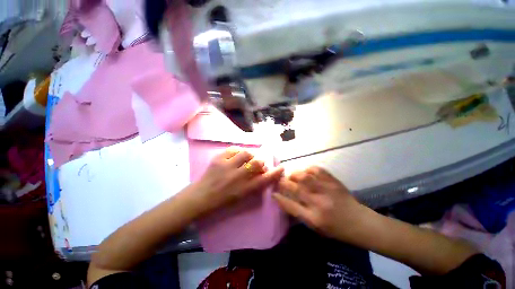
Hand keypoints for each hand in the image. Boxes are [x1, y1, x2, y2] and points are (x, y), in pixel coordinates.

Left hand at [193, 147, 283, 215]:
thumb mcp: (242, 197)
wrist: (201, 196)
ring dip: (249, 156)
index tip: (281, 167)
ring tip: (246, 159)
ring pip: (246, 153)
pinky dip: (238, 151)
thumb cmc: (223, 200)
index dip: (275, 173)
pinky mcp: (218, 158)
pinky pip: (233, 149)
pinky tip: (236, 156)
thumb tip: (264, 173)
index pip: (264, 180)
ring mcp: (226, 166)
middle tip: (257, 164)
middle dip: (260, 162)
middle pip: (256, 163)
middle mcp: (237, 177)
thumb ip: (255, 185)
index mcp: (243, 190)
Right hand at [273, 167, 368, 241]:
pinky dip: (308, 169)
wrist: (359, 221)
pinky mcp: (333, 181)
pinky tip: (306, 172)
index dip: (280, 198)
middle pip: (296, 188)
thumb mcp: (315, 226)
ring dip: (294, 175)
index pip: (291, 206)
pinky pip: (317, 170)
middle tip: (279, 180)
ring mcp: (327, 189)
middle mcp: (319, 202)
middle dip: (284, 183)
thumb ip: (298, 213)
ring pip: (304, 176)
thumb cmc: (335, 227)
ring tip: (292, 176)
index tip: (273, 192)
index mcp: (314, 218)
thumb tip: (284, 199)